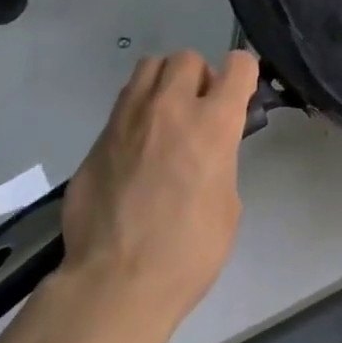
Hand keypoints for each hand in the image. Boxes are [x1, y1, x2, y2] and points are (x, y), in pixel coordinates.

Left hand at [39, 50, 258, 342]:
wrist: (115, 284)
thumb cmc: (188, 253)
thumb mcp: (227, 204)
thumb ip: (220, 160)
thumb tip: (206, 151)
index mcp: (212, 124)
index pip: (238, 66)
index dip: (244, 74)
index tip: (241, 94)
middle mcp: (170, 108)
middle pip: (186, 57)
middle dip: (198, 76)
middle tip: (199, 109)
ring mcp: (128, 120)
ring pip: (148, 68)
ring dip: (163, 83)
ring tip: (165, 118)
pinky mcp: (97, 139)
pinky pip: (123, 105)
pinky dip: (136, 114)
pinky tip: (136, 150)